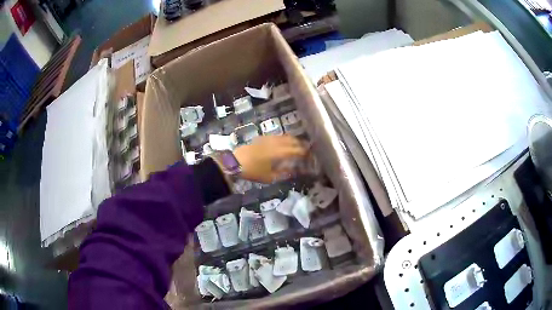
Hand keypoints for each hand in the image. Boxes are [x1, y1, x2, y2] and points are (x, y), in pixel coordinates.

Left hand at [233, 135, 306, 182]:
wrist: (235, 161)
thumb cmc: (253, 171)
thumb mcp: (270, 177)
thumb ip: (284, 173)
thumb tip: (295, 171)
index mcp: (281, 152)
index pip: (298, 150)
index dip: (306, 153)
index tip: (311, 156)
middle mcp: (277, 142)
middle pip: (293, 141)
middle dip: (301, 145)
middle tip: (306, 151)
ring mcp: (269, 138)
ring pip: (286, 136)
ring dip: (293, 141)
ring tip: (296, 147)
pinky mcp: (263, 137)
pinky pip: (278, 136)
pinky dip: (284, 139)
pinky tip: (282, 144)